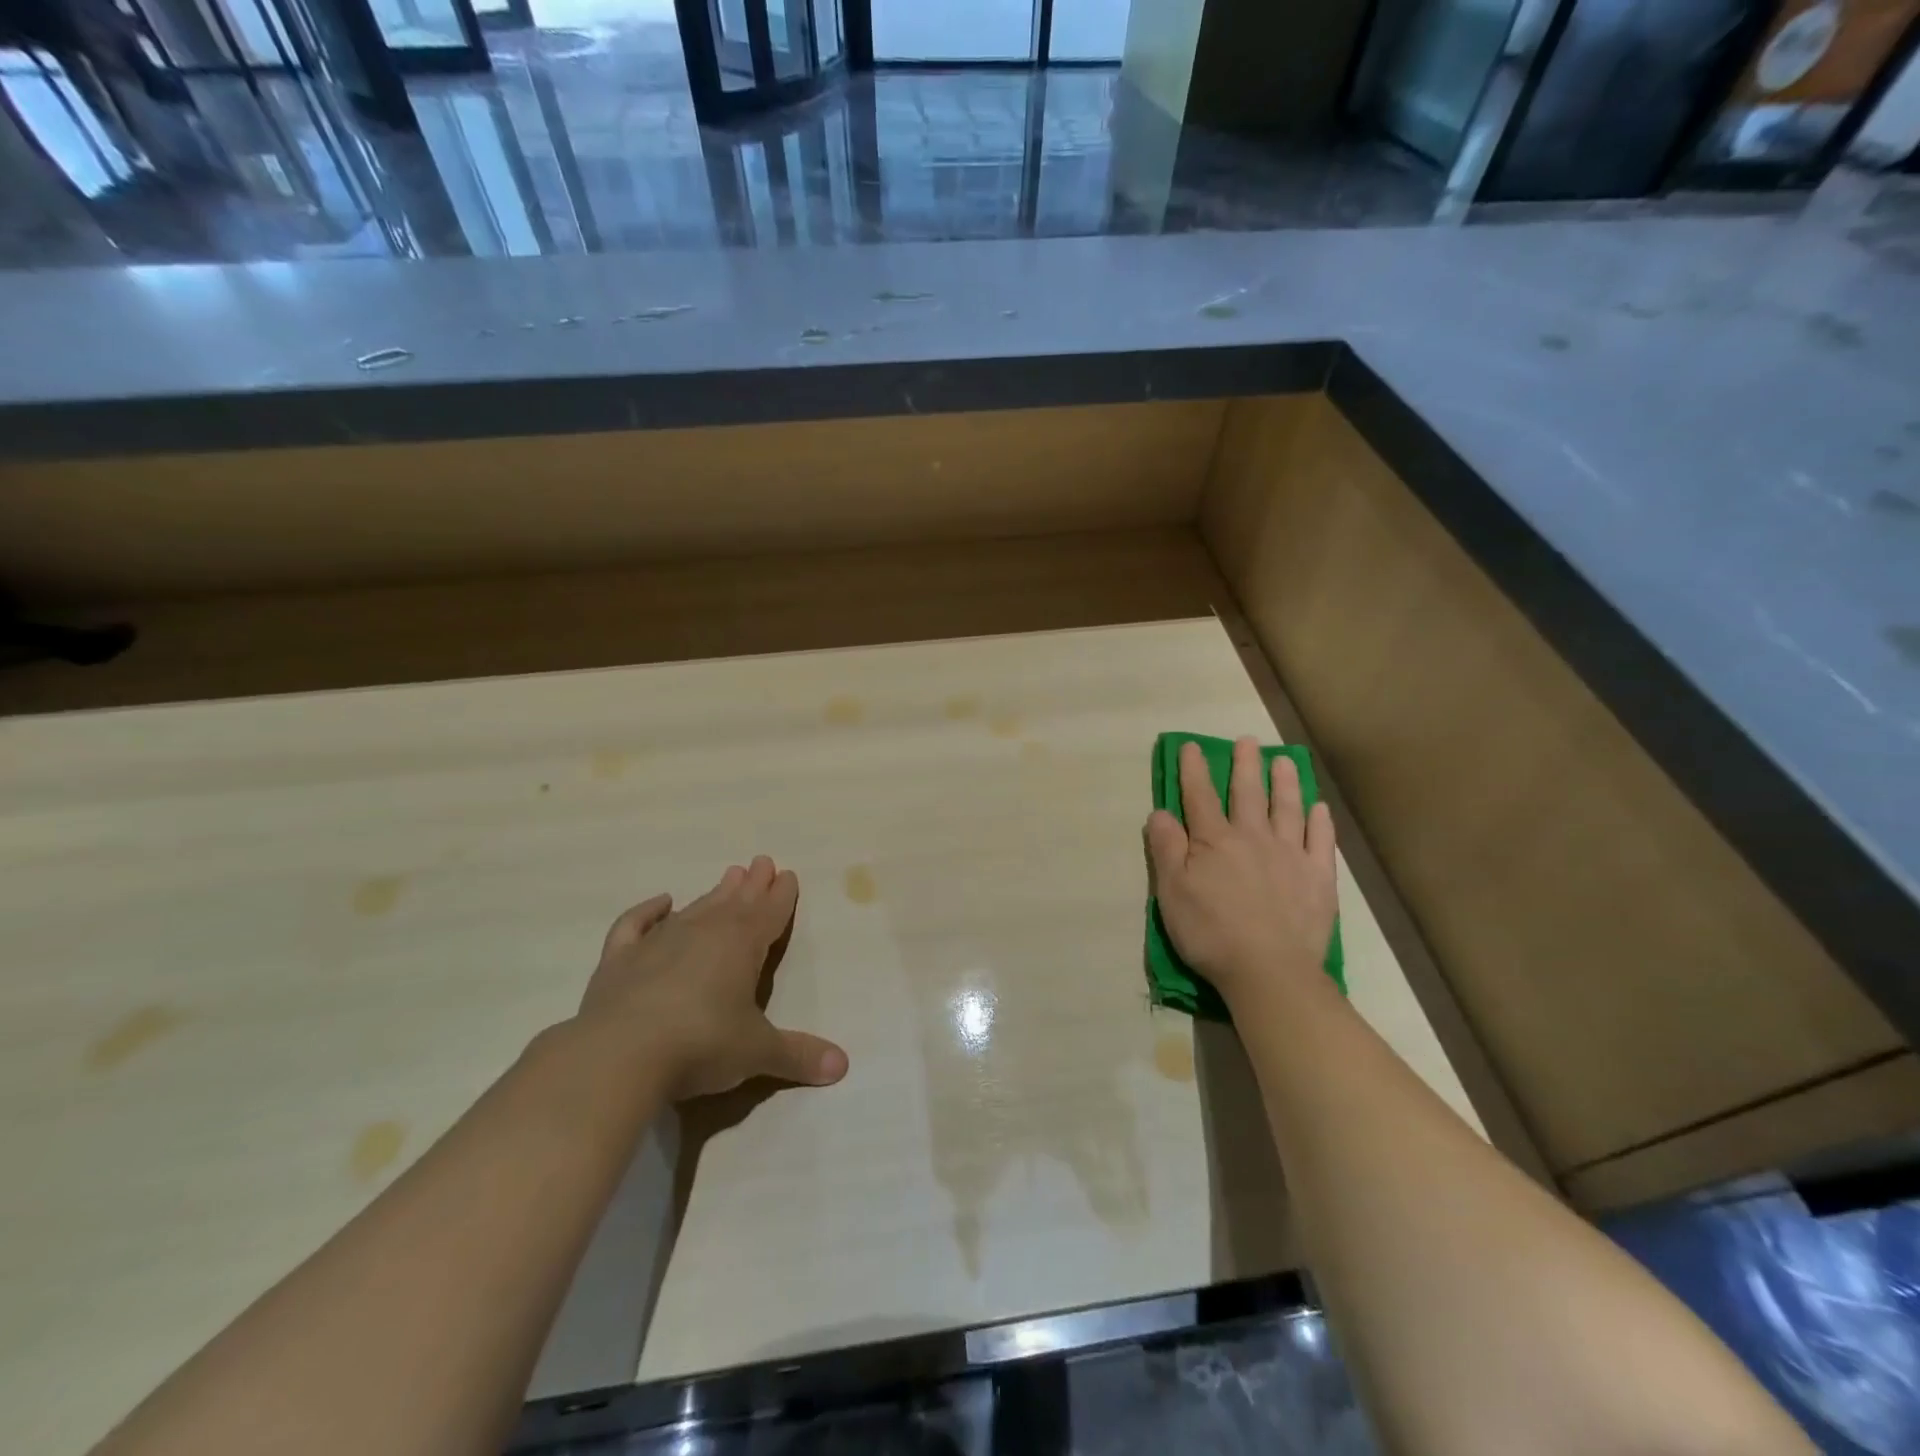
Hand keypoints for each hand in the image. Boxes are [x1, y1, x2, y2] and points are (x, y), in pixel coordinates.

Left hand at [578, 856, 848, 1100]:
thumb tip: (842, 1066)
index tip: (787, 874)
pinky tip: (661, 902)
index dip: (781, 895)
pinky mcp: (620, 959)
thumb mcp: (758, 1052)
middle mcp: (704, 932)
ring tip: (728, 876)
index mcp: (742, 945)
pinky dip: (648, 911)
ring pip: (695, 908)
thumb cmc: (701, 1045)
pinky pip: (636, 924)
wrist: (619, 1055)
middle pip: (735, 902)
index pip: (770, 913)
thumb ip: (798, 1055)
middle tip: (761, 862)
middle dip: (752, 884)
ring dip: (714, 893)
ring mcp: (659, 942)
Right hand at [1145, 737, 1338, 1009]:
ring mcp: (1290, 855)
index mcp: (1214, 841)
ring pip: (1287, 808)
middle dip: (1245, 765)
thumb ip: (1165, 849)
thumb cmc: (1210, 933)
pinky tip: (1319, 808)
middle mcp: (1253, 837)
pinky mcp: (1318, 877)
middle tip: (1247, 741)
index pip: (1200, 796)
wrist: (1269, 970)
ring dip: (1285, 782)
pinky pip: (1322, 840)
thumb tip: (1160, 812)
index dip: (1193, 769)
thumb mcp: (1171, 892)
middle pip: (1248, 793)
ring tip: (1284, 761)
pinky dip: (1320, 821)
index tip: (1191, 746)